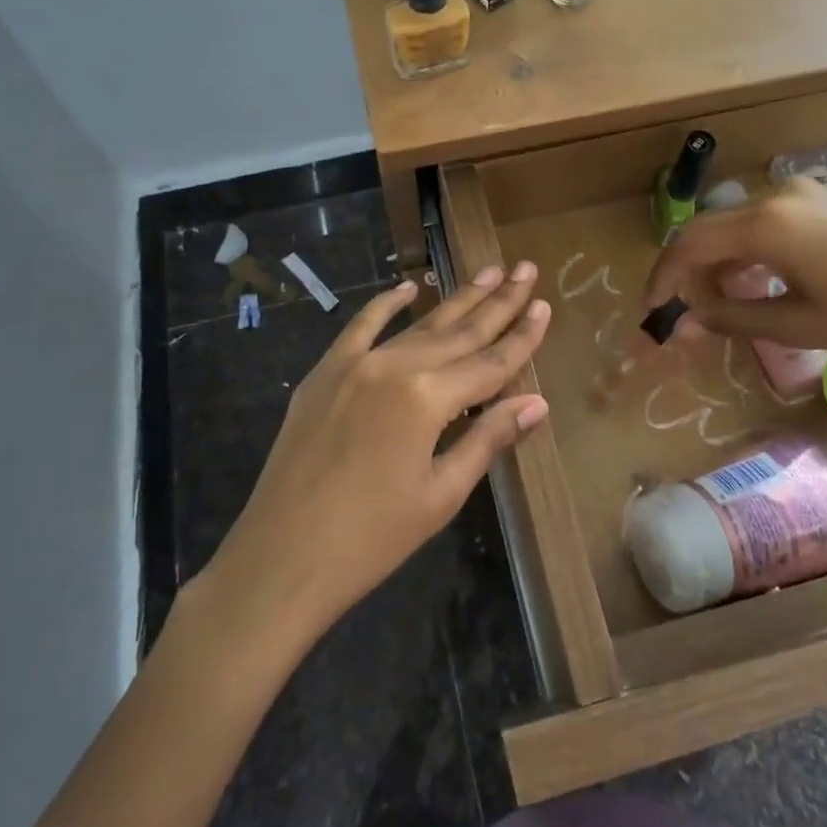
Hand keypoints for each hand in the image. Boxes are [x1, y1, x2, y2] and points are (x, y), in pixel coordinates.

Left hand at [202, 265, 551, 645]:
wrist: (281, 556)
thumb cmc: (372, 538)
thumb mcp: (441, 494)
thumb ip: (488, 439)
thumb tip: (537, 403)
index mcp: (429, 398)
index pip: (491, 363)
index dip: (522, 337)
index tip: (546, 305)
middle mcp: (395, 366)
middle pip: (460, 331)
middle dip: (498, 302)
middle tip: (526, 270)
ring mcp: (356, 363)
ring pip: (419, 324)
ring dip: (456, 298)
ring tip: (489, 271)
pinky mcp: (326, 371)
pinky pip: (361, 326)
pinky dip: (386, 304)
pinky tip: (409, 286)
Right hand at [643, 181, 826, 368]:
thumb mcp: (797, 326)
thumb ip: (732, 318)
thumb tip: (685, 321)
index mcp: (767, 224)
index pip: (691, 243)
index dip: (664, 277)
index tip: (652, 310)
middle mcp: (776, 196)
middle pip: (707, 229)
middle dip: (687, 270)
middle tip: (682, 312)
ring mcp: (801, 195)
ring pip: (733, 225)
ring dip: (716, 262)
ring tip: (716, 305)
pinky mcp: (820, 203)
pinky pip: (762, 223)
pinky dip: (745, 252)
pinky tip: (753, 284)